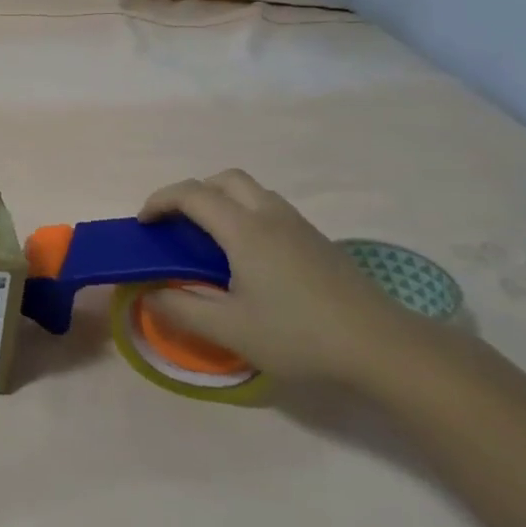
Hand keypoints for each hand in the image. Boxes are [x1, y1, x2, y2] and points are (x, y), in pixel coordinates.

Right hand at [139, 170, 431, 386]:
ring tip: (209, 241)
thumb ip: (180, 308)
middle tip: (177, 226)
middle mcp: (271, 216)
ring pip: (252, 192)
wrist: (382, 347)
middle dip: (192, 192)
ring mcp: (299, 226)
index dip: (160, 201)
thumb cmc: (299, 335)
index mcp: (245, 230)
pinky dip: (245, 215)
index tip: (143, 224)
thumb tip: (147, 293)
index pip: (192, 194)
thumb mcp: (230, 330)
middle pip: (224, 179)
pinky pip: (270, 209)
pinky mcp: (318, 242)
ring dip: (221, 202)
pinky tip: (248, 259)